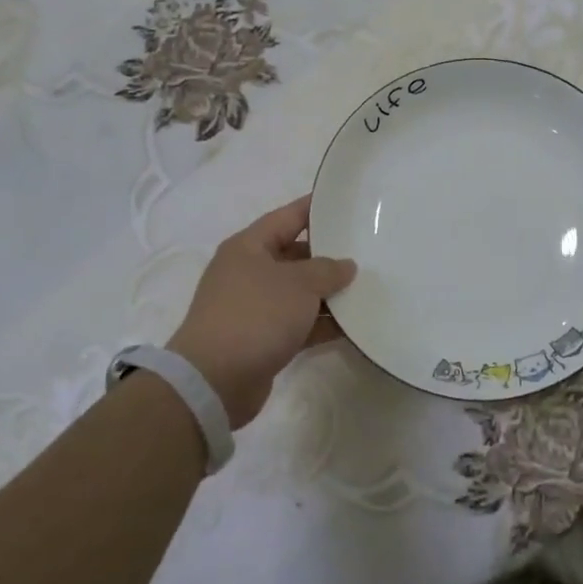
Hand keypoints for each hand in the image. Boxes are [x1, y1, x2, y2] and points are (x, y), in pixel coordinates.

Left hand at [168, 194, 356, 428]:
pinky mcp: (263, 339)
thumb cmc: (255, 315)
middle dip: (329, 256)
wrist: (214, 380)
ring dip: (329, 294)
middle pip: (295, 255)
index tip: (345, 203)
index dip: (316, 208)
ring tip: (368, 289)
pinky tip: (353, 326)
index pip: (288, 217)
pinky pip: (299, 323)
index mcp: (249, 247)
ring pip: (299, 292)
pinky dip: (322, 324)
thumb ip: (327, 270)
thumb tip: (345, 266)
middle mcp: (249, 272)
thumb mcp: (298, 284)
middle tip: (366, 252)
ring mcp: (255, 307)